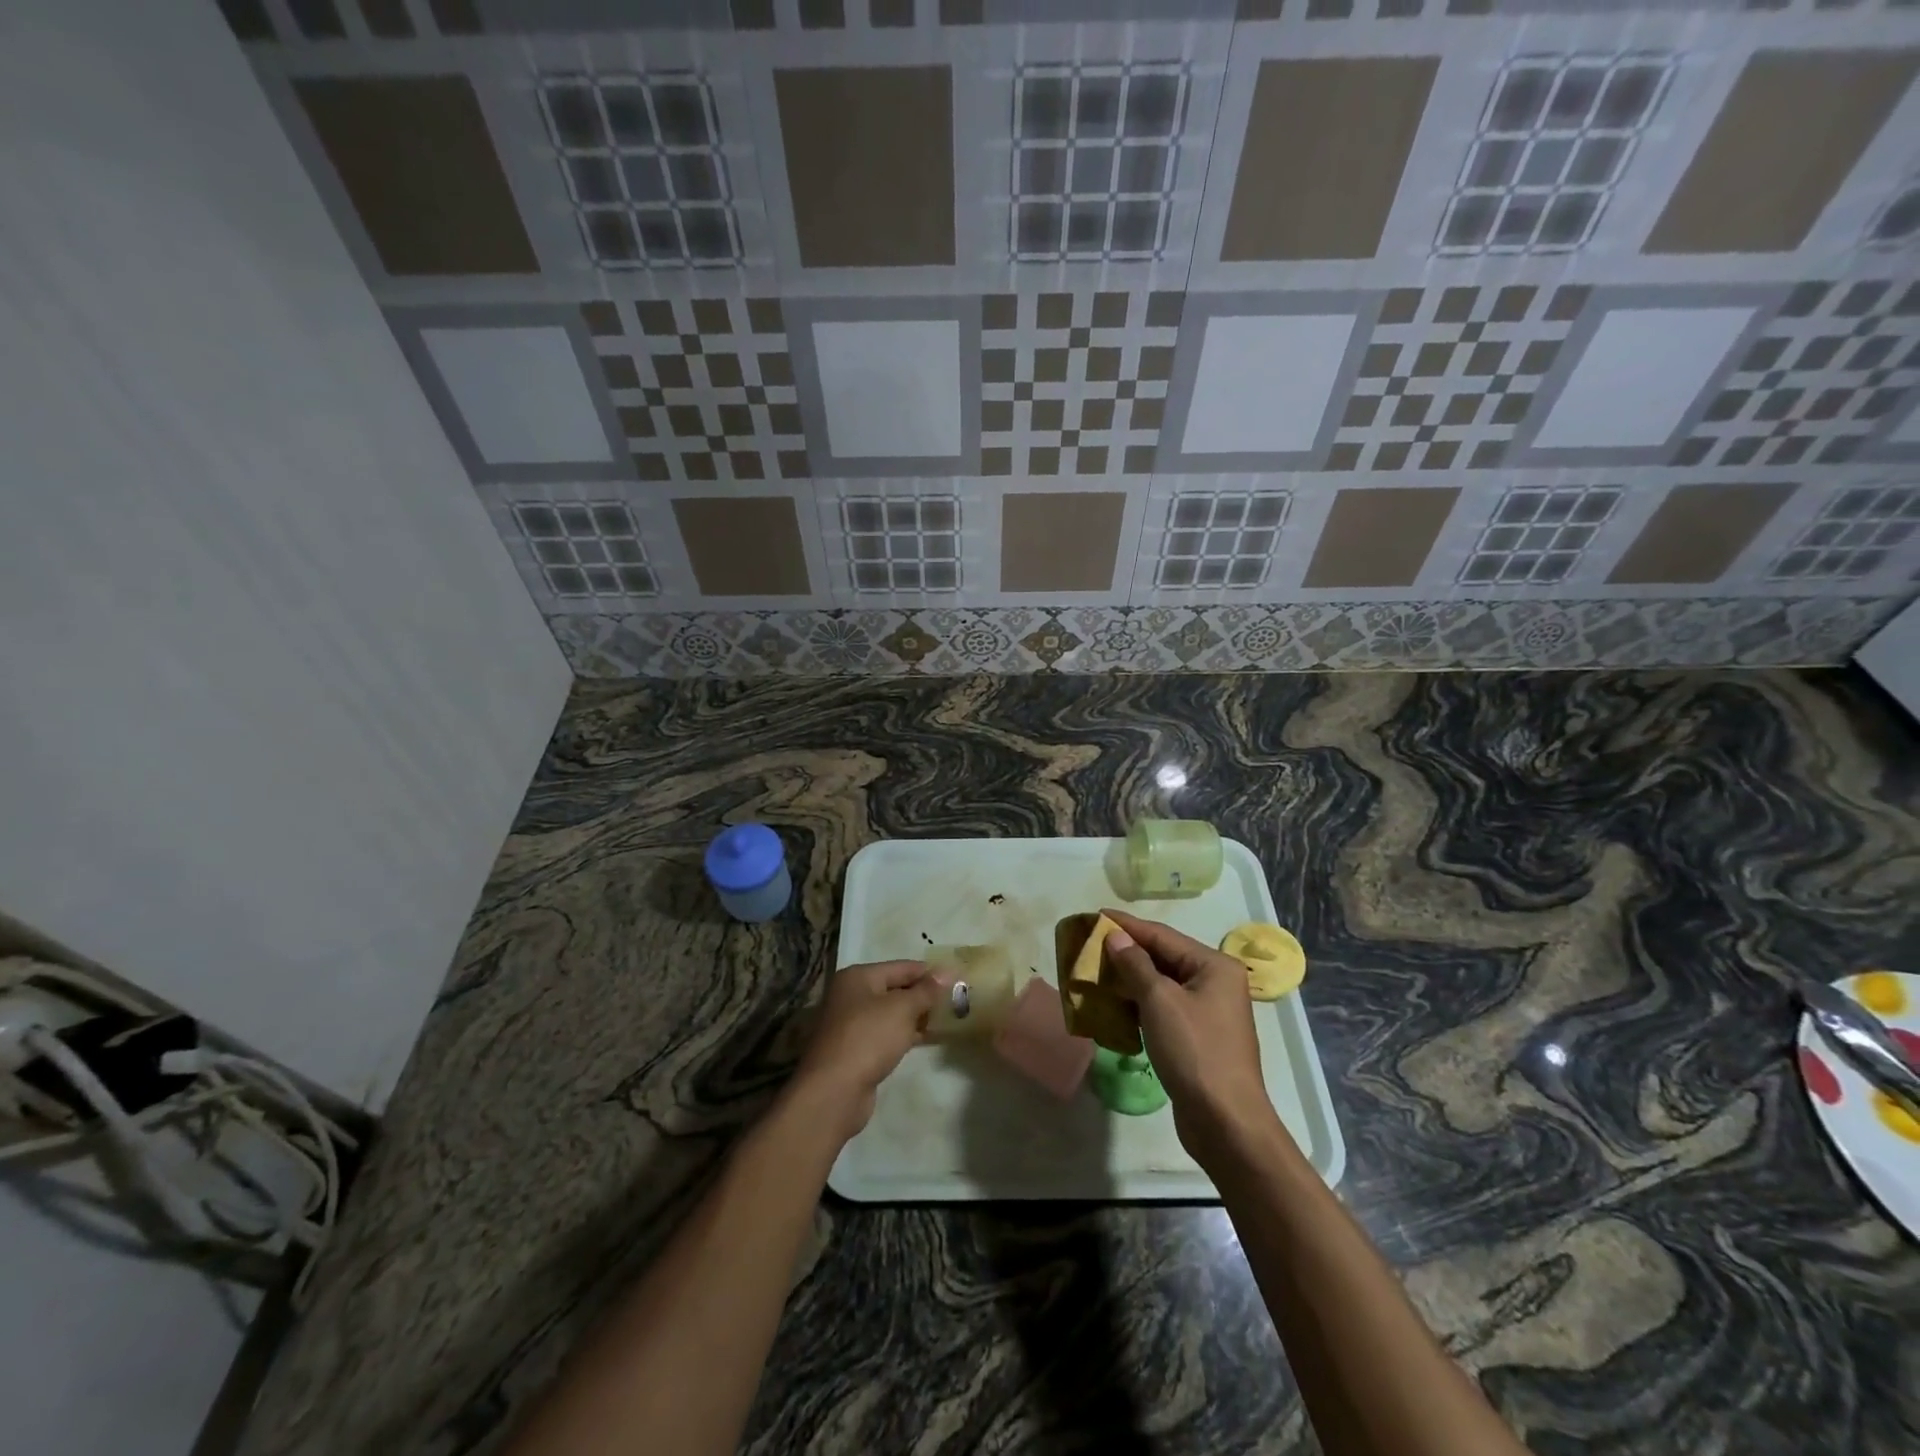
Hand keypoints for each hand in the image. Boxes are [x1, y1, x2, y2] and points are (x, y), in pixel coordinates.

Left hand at [790, 960, 943, 1141]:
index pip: (902, 967)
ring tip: (948, 1019)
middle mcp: (851, 995)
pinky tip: (927, 1039)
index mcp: (858, 977)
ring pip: (891, 1013)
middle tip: (956, 1000)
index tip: (958, 978)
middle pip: (895, 989)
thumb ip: (926, 990)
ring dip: (916, 1016)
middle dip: (924, 995)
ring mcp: (851, 1024)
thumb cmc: (868, 1038)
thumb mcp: (902, 1009)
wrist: (834, 1092)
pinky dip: (905, 1034)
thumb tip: (948, 970)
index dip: (930, 972)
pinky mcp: (855, 1050)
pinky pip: (886, 1034)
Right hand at [1100, 909, 1283, 1167]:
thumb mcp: (1159, 1002)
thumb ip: (1135, 964)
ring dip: (1129, 980)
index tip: (1095, 915)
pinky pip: (1163, 1009)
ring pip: (1161, 985)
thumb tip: (1115, 936)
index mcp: (1214, 966)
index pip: (1163, 935)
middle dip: (1126, 953)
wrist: (1226, 1123)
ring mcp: (1208, 1012)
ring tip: (1095, 973)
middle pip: (1163, 958)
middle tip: (1090, 945)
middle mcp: (1215, 982)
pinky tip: (1114, 1007)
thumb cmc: (1195, 1052)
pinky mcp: (1198, 1037)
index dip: (1127, 925)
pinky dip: (1139, 1005)